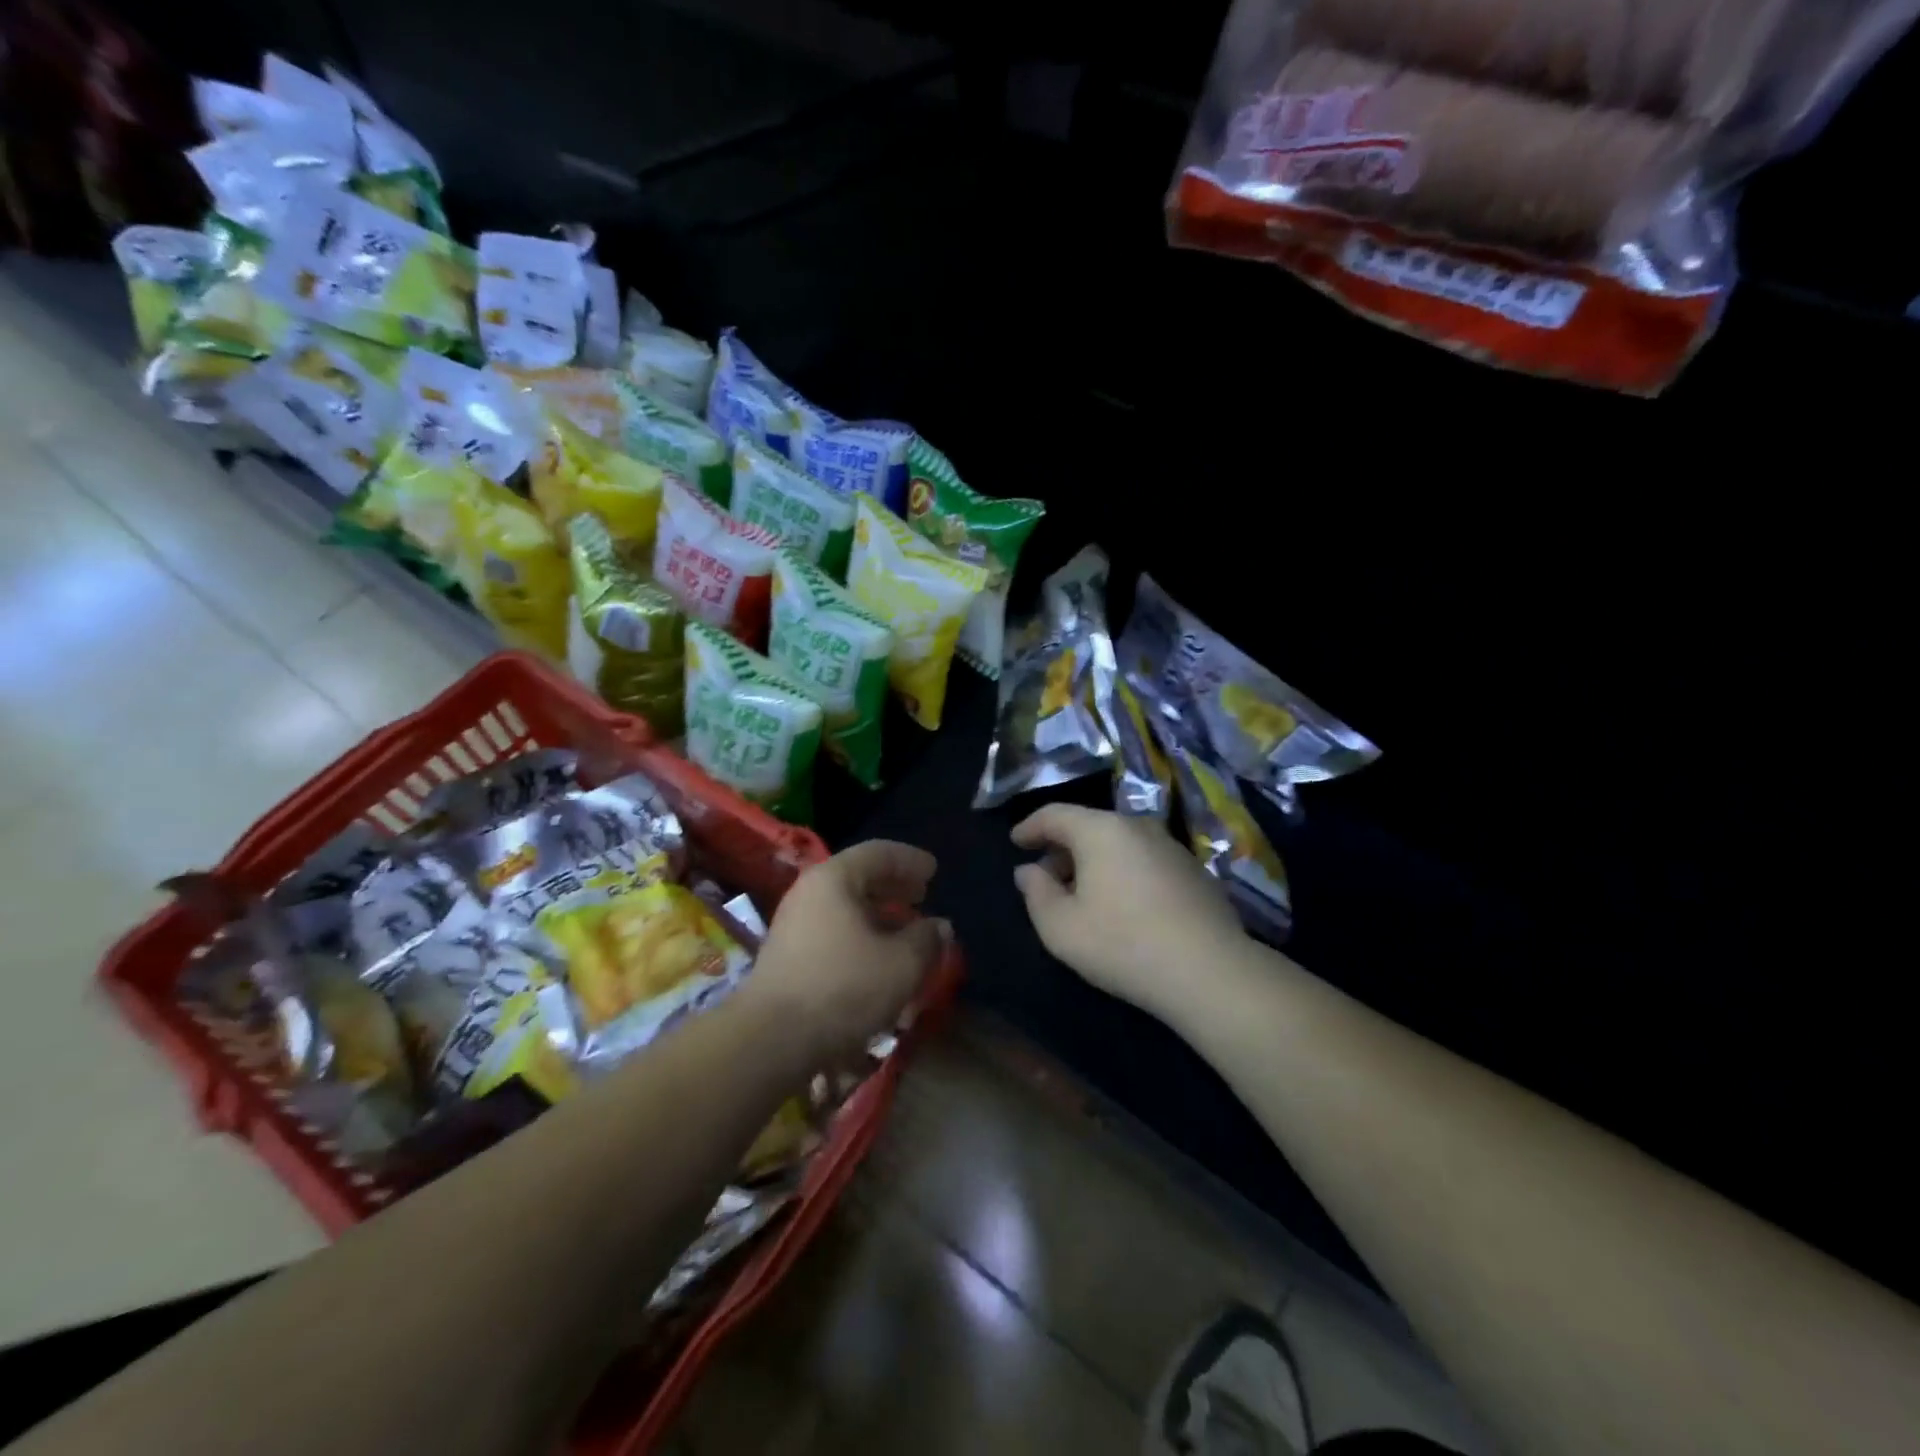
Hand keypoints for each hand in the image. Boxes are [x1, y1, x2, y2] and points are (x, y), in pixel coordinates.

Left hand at [749, 840, 947, 1064]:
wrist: (771, 1039)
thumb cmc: (843, 988)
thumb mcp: (901, 964)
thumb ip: (927, 939)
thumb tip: (939, 926)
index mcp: (834, 878)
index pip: (878, 853)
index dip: (910, 860)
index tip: (934, 871)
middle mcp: (809, 892)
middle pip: (859, 877)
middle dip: (894, 886)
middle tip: (922, 896)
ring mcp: (794, 923)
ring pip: (845, 906)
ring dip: (879, 914)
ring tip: (906, 930)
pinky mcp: (788, 955)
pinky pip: (833, 929)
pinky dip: (861, 934)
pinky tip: (878, 957)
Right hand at [1012, 805, 1245, 1022]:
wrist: (1209, 971)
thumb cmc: (1122, 944)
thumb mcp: (1060, 927)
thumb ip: (1036, 893)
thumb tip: (1028, 871)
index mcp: (1100, 830)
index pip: (1055, 814)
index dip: (1030, 827)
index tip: (1015, 842)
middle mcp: (1137, 825)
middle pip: (1088, 826)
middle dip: (1062, 849)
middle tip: (1045, 878)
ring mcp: (1171, 845)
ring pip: (1119, 843)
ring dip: (1094, 862)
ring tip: (1082, 894)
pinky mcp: (1194, 869)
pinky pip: (1144, 859)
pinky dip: (1123, 871)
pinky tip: (1122, 905)